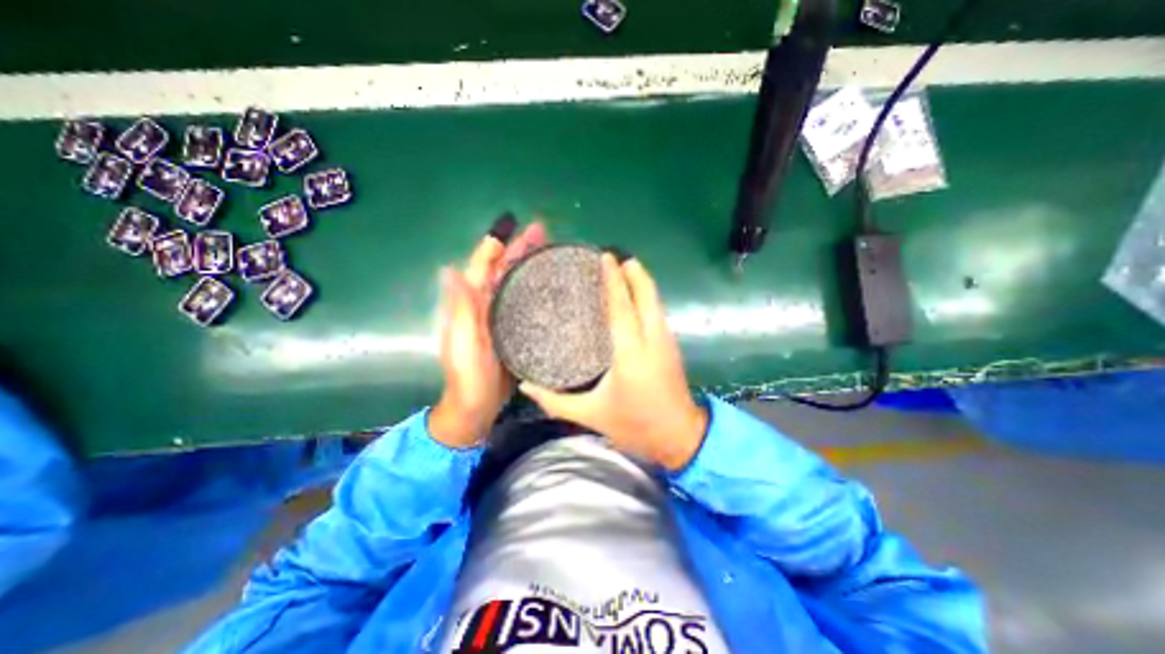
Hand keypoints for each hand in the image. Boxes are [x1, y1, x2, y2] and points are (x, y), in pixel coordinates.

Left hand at [430, 219, 547, 448]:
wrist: (479, 407)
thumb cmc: (469, 377)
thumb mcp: (462, 343)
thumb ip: (460, 309)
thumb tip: (449, 268)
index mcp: (471, 305)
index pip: (482, 269)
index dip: (494, 248)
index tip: (511, 230)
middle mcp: (486, 306)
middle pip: (502, 271)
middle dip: (519, 250)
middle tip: (542, 233)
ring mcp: (501, 317)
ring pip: (515, 283)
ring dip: (529, 265)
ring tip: (550, 250)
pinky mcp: (516, 329)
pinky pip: (524, 302)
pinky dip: (535, 288)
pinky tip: (551, 284)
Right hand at [522, 254, 703, 469]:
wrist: (680, 438)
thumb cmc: (634, 426)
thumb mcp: (591, 415)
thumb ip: (555, 401)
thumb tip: (525, 385)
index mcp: (630, 355)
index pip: (621, 308)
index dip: (614, 281)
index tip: (606, 257)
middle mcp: (651, 341)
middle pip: (645, 296)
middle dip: (633, 272)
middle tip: (616, 255)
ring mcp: (666, 341)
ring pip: (656, 302)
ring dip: (642, 281)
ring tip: (626, 267)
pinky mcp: (672, 345)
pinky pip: (659, 312)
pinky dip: (648, 296)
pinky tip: (637, 294)